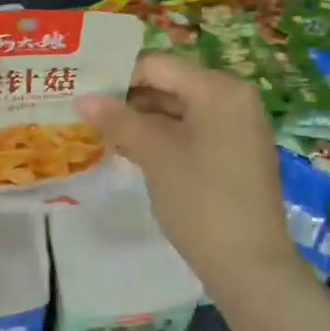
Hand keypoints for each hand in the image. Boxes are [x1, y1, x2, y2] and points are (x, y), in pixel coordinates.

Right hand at [74, 54, 299, 295]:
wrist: (248, 264)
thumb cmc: (201, 199)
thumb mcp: (155, 154)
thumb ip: (118, 120)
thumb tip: (82, 98)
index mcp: (218, 88)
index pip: (156, 65)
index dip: (116, 76)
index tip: (81, 91)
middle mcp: (232, 98)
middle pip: (167, 84)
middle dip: (126, 98)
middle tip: (83, 112)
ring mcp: (235, 127)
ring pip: (176, 110)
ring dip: (138, 119)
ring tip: (97, 131)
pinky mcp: (231, 152)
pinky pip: (189, 131)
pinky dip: (159, 136)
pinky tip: (126, 150)